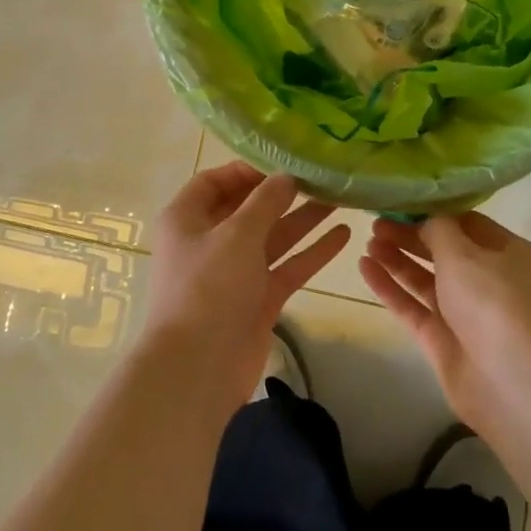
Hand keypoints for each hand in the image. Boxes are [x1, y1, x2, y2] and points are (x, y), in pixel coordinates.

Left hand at [142, 163, 349, 419]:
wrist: (197, 368)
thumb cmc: (208, 288)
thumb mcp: (236, 234)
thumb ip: (265, 202)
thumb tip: (286, 177)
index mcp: (187, 219)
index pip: (215, 181)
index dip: (247, 170)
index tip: (284, 162)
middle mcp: (209, 241)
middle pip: (249, 208)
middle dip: (283, 193)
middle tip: (322, 177)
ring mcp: (235, 272)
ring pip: (273, 237)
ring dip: (303, 219)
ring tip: (340, 198)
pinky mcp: (257, 298)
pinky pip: (287, 266)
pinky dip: (312, 252)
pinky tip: (343, 236)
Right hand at [360, 212, 530, 428]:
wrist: (510, 379)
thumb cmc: (492, 301)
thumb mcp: (463, 252)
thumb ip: (438, 229)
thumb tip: (426, 220)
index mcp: (507, 253)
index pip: (468, 223)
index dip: (435, 212)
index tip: (402, 201)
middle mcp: (489, 280)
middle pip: (444, 251)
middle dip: (410, 236)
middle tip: (376, 222)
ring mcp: (465, 312)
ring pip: (426, 279)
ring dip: (397, 259)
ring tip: (367, 241)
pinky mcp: (443, 339)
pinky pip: (412, 306)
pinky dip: (390, 287)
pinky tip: (364, 267)